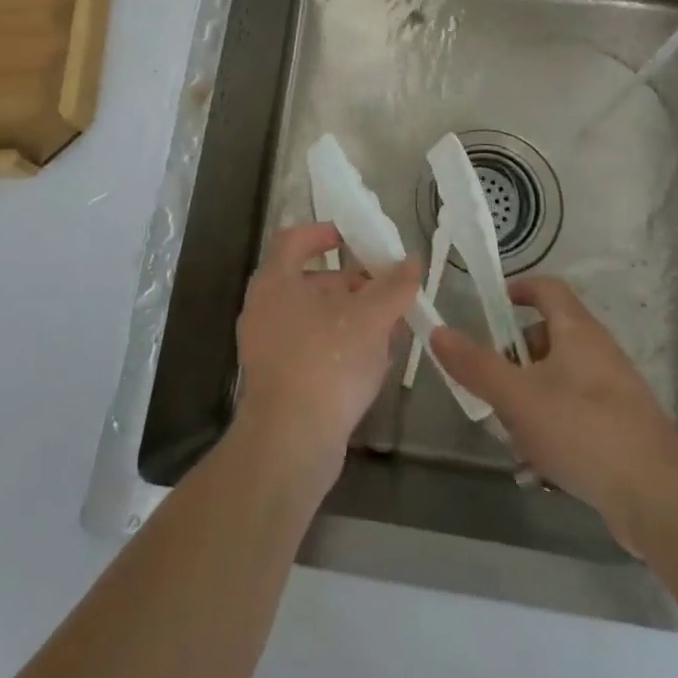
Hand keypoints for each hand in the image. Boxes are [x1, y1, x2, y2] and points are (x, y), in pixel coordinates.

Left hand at [233, 224, 420, 488]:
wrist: (290, 444)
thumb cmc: (327, 363)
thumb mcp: (370, 318)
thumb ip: (394, 286)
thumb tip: (412, 261)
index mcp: (276, 280)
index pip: (295, 239)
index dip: (325, 233)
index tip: (357, 239)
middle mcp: (265, 307)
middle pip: (311, 279)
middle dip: (352, 283)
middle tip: (387, 291)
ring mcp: (267, 346)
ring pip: (315, 317)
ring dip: (351, 317)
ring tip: (389, 328)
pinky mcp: (278, 380)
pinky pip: (312, 348)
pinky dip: (340, 346)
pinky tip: (372, 362)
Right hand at [430, 276, 677, 552]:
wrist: (660, 499)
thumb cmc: (583, 431)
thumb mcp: (517, 397)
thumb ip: (476, 365)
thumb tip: (439, 332)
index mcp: (577, 331)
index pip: (546, 288)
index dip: (518, 289)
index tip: (490, 307)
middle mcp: (598, 352)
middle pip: (548, 337)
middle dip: (515, 360)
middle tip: (493, 386)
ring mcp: (614, 392)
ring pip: (559, 381)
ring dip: (530, 401)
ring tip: (512, 436)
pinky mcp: (623, 430)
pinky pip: (576, 415)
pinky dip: (553, 430)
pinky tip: (541, 468)